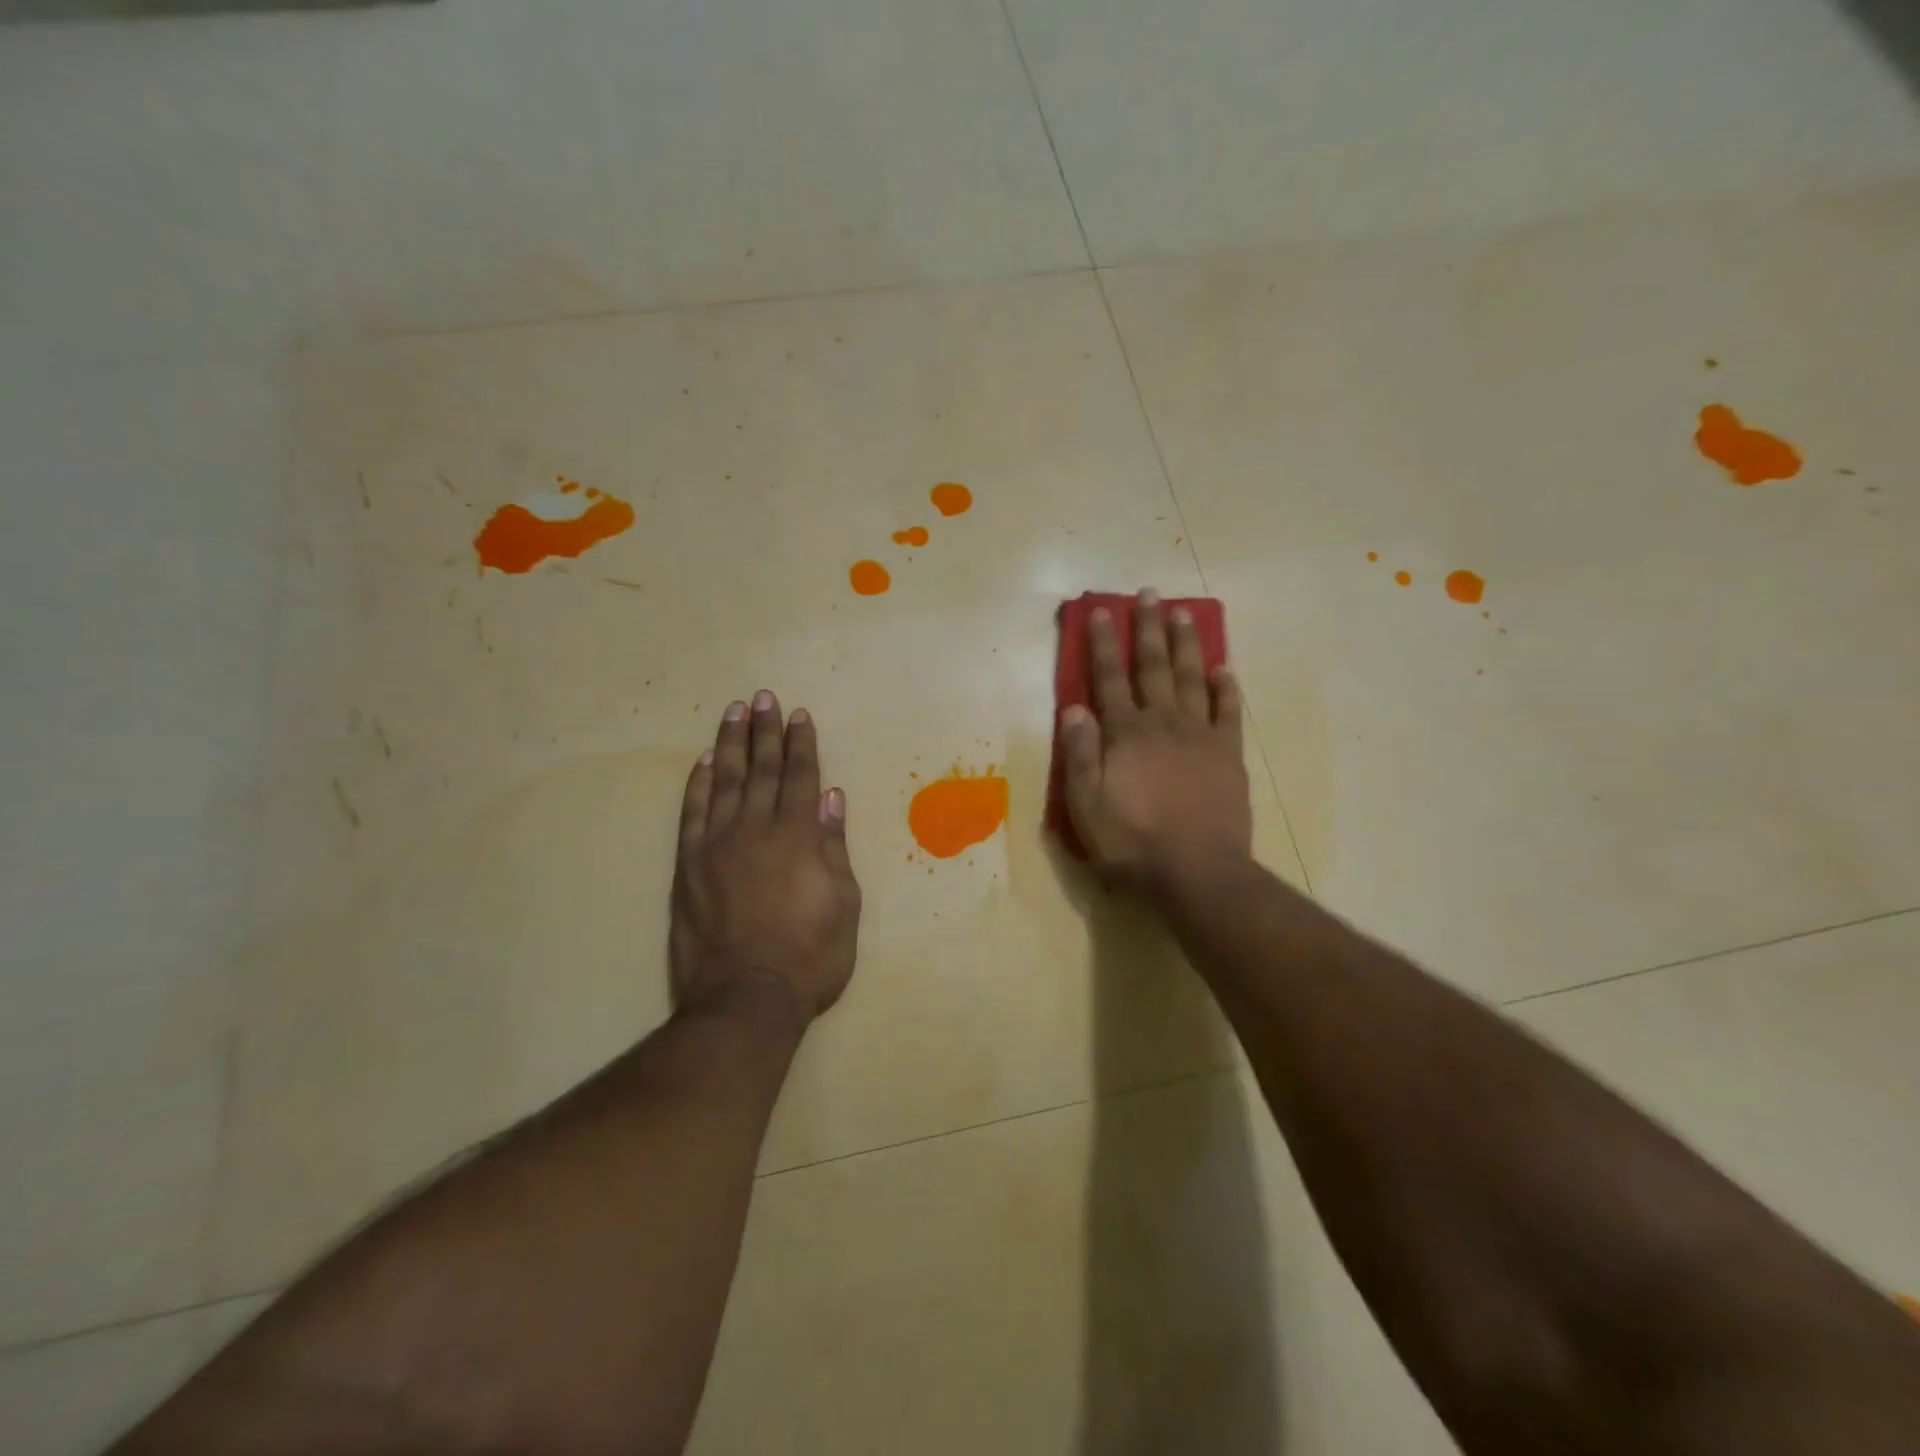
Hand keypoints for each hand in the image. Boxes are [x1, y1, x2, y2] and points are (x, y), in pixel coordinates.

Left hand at [671, 691, 860, 1024]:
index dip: (802, 743)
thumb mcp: (844, 903)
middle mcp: (757, 828)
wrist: (745, 997)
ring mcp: (717, 844)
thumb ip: (835, 846)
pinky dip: (696, 784)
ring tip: (734, 713)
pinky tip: (701, 763)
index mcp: (799, 835)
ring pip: (724, 781)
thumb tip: (832, 798)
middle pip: (762, 768)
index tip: (799, 715)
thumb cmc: (809, 955)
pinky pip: (692, 813)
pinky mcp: (688, 865)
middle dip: (765, 731)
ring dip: (730, 744)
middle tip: (763, 698)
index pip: (802, 776)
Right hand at [1061, 589, 1252, 888]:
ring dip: (1186, 644)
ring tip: (1184, 614)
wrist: (1195, 872)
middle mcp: (1162, 723)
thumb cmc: (1132, 842)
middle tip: (1149, 594)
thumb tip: (1075, 709)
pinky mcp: (1228, 755)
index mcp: (1125, 734)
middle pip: (1154, 667)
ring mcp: (1200, 736)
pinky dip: (1227, 688)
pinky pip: (1229, 712)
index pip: (1110, 679)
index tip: (1103, 610)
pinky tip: (1225, 668)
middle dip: (1148, 628)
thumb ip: (1080, 755)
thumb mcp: (1086, 805)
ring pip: (1192, 678)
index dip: (1104, 643)